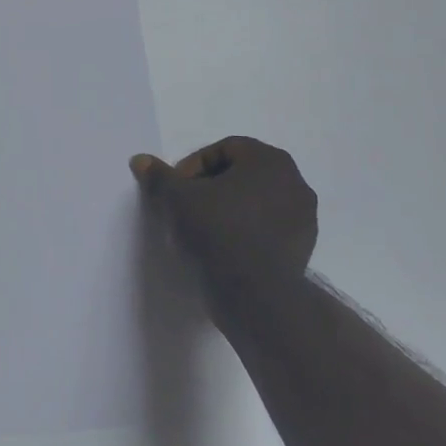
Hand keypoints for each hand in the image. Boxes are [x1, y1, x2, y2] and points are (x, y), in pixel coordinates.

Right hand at [131, 137, 317, 312]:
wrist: (255, 296)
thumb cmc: (216, 232)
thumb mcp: (176, 199)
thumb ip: (159, 176)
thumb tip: (140, 160)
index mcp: (269, 160)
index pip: (224, 149)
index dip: (193, 166)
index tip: (176, 189)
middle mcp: (295, 182)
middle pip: (243, 173)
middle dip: (212, 186)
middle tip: (186, 207)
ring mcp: (305, 217)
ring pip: (257, 201)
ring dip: (230, 208)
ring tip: (204, 229)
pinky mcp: (304, 248)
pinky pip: (269, 227)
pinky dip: (247, 231)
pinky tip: (225, 249)